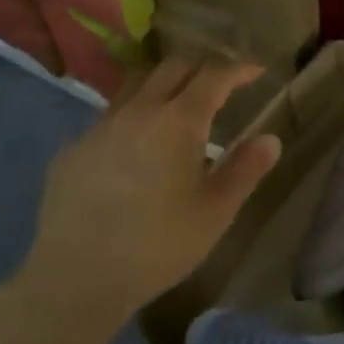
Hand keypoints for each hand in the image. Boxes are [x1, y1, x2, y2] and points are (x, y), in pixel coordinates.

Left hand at [16, 58, 282, 316]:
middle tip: (219, 84)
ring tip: (176, 107)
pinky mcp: (73, 149)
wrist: (78, 276)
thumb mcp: (215, 212)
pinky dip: (132, 119)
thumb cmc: (159, 245)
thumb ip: (245, 170)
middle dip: (200, 68)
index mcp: (178, 121)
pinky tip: (134, 148)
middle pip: (172, 68)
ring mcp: (100, 127)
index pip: (213, 76)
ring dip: (162, 86)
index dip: (238, 68)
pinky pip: (109, 118)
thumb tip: (270, 138)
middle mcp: (138, 111)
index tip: (256, 71)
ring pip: (135, 87)